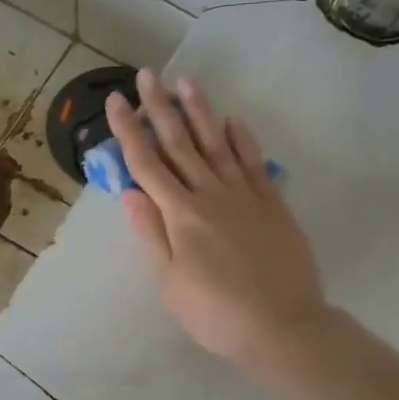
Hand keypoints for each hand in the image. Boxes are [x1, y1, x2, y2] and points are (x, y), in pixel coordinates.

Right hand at [107, 68, 327, 377]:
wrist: (282, 325)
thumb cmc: (216, 313)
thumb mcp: (170, 283)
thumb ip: (150, 234)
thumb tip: (128, 192)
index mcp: (180, 214)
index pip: (146, 163)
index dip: (128, 130)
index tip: (116, 100)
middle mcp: (210, 194)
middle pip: (180, 143)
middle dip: (160, 107)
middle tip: (148, 74)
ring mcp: (245, 195)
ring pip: (217, 143)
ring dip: (200, 110)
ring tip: (186, 81)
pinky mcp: (272, 203)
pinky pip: (254, 162)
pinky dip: (242, 138)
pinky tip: (233, 120)